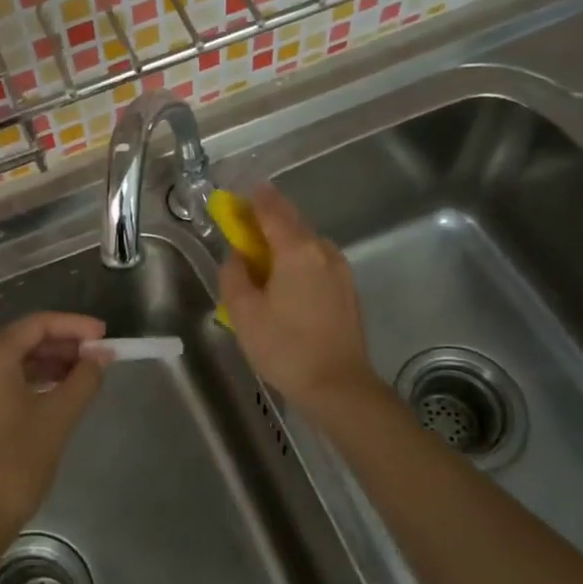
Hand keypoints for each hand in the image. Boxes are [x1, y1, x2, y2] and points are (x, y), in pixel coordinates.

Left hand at [0, 311, 108, 549]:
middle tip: (97, 358)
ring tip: (80, 377)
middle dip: (61, 346)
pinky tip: (50, 395)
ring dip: (45, 365)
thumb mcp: (57, 418)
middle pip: (21, 340)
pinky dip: (24, 382)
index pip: (37, 324)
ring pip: (8, 362)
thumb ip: (84, 379)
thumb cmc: (13, 464)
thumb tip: (101, 355)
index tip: (104, 335)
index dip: (75, 326)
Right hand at [219, 185, 381, 416]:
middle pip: (292, 222)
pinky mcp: (348, 289)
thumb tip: (238, 256)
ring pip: (307, 243)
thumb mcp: (243, 313)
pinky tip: (286, 283)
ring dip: (284, 242)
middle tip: (245, 226)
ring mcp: (340, 270)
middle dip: (267, 219)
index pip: (272, 209)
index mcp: (297, 250)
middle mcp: (323, 250)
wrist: (339, 386)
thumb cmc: (285, 348)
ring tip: (263, 260)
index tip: (237, 197)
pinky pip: (317, 262)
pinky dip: (299, 260)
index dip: (253, 199)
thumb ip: (234, 275)